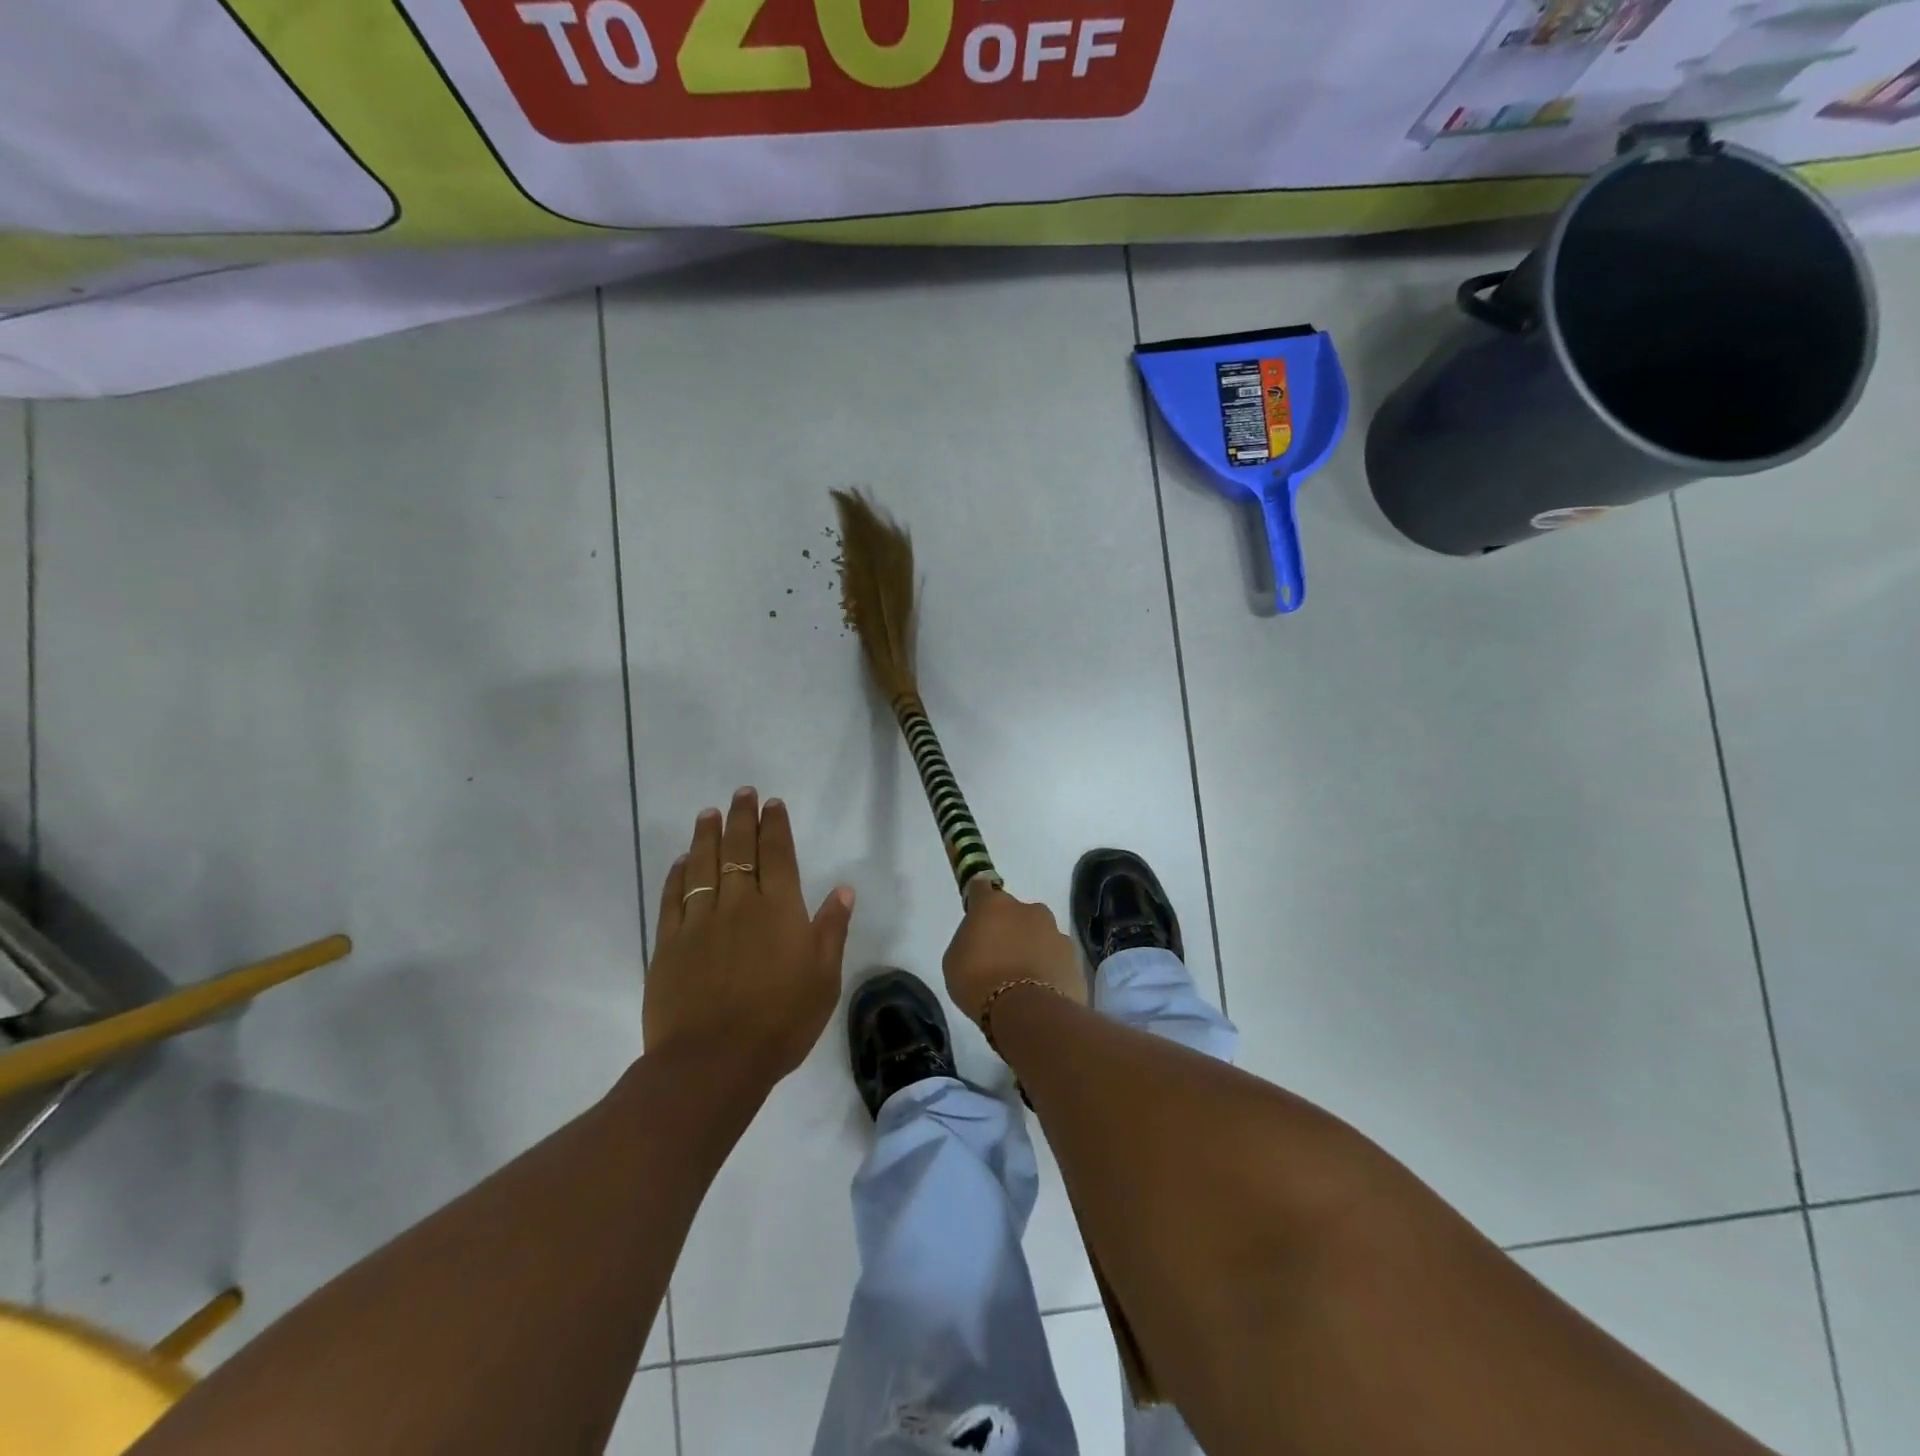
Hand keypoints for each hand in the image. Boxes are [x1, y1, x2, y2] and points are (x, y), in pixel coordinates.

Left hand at [645, 788, 854, 1087]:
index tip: (772, 803)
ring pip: (702, 865)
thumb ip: (831, 930)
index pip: (777, 854)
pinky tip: (681, 861)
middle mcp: (739, 903)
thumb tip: (843, 889)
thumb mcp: (823, 979)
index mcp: (779, 909)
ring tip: (709, 812)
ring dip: (707, 835)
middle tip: (742, 793)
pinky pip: (674, 896)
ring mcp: (700, 921)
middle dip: (742, 817)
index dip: (775, 825)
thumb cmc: (780, 1021)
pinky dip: (677, 874)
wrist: (713, 1062)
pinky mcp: (669, 943)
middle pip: (738, 849)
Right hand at [942, 880, 1087, 1025]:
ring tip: (1023, 979)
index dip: (977, 899)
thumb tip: (981, 940)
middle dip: (1009, 928)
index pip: (980, 888)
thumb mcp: (954, 961)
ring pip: (1040, 934)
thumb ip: (968, 940)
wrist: (1027, 1013)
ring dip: (1032, 948)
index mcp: (993, 905)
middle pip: (1015, 913)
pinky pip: (1056, 958)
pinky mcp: (1074, 957)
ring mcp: (1055, 932)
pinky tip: (1040, 991)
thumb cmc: (978, 983)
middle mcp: (1028, 910)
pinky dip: (1049, 969)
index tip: (975, 914)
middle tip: (999, 957)